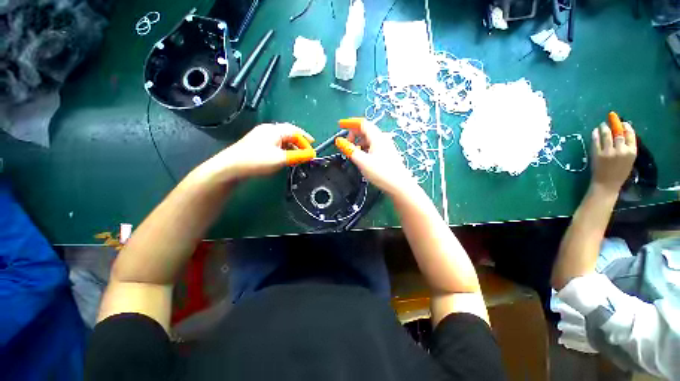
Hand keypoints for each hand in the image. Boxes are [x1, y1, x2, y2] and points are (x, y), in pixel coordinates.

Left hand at [194, 123, 314, 182]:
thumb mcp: (281, 159)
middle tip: (307, 151)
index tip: (311, 153)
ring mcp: (261, 136)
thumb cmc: (257, 160)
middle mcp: (268, 129)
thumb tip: (311, 154)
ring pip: (282, 139)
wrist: (230, 167)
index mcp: (274, 130)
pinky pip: (275, 144)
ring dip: (292, 147)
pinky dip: (284, 150)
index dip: (306, 141)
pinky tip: (285, 157)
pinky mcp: (257, 144)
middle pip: (289, 133)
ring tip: (298, 156)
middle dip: (300, 142)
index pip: (295, 132)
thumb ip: (298, 156)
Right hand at [335, 118, 416, 196]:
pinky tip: (363, 157)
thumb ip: (350, 150)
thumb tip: (339, 141)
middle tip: (346, 144)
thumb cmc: (381, 172)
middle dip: (353, 134)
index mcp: (377, 137)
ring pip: (369, 139)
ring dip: (359, 142)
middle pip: (366, 130)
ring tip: (353, 153)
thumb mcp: (362, 161)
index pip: (362, 123)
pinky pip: (373, 146)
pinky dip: (365, 148)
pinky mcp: (387, 153)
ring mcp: (386, 146)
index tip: (340, 125)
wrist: (399, 185)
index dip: (350, 123)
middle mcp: (383, 139)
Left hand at [590, 120, 636, 193]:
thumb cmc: (619, 173)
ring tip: (602, 125)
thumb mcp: (629, 160)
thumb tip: (622, 134)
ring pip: (606, 134)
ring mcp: (608, 152)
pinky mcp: (597, 154)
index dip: (626, 127)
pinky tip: (595, 131)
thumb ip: (627, 148)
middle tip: (611, 121)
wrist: (607, 184)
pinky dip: (595, 134)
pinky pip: (596, 140)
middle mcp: (621, 150)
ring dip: (604, 127)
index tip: (623, 123)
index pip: (631, 135)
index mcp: (632, 152)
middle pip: (618, 133)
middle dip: (615, 125)